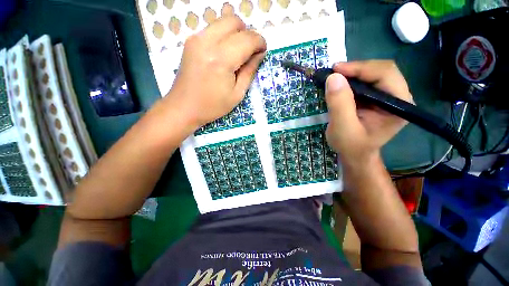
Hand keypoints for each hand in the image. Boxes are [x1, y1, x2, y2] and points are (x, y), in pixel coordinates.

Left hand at [168, 15, 266, 128]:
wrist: (184, 107)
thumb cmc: (213, 106)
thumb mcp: (237, 94)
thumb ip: (250, 71)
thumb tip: (260, 54)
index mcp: (221, 60)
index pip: (247, 39)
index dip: (260, 42)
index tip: (262, 51)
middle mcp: (207, 42)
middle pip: (235, 21)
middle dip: (248, 34)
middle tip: (250, 53)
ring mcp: (196, 39)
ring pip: (223, 21)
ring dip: (236, 33)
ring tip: (237, 53)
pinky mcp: (191, 41)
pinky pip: (213, 28)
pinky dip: (224, 36)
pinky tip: (224, 53)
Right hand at [325, 60, 412, 163]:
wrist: (355, 154)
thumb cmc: (351, 145)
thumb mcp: (342, 128)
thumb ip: (339, 104)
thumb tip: (333, 77)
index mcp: (398, 105)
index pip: (385, 74)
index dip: (360, 68)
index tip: (335, 70)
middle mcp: (398, 97)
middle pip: (381, 70)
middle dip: (356, 69)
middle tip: (333, 73)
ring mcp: (387, 97)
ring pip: (373, 74)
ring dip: (352, 73)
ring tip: (334, 78)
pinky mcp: (376, 98)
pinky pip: (365, 82)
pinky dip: (351, 80)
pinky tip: (340, 85)